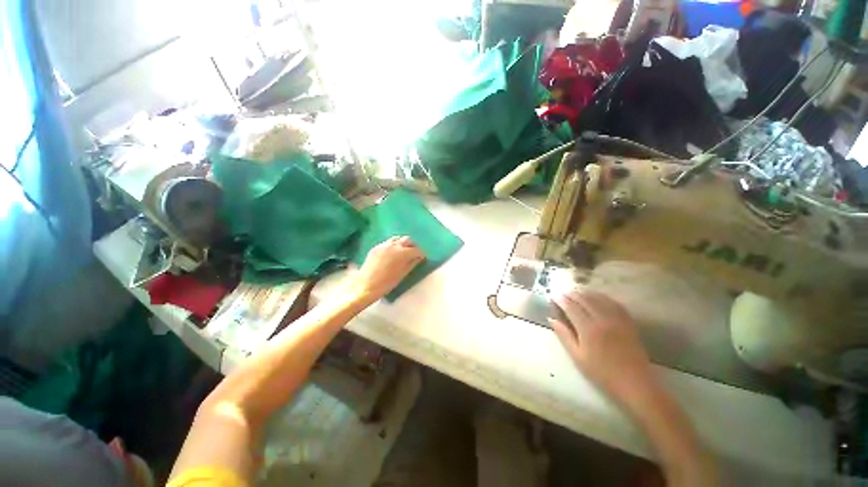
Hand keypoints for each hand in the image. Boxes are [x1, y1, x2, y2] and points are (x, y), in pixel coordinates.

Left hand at [352, 236, 425, 302]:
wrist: (366, 285)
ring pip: (397, 238)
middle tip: (414, 253)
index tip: (422, 257)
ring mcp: (384, 245)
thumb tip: (419, 258)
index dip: (421, 253)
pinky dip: (393, 245)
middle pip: (407, 240)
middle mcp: (394, 245)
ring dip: (402, 243)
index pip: (416, 250)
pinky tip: (392, 253)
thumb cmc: (387, 283)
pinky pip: (388, 242)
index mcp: (402, 253)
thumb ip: (412, 263)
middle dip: (413, 245)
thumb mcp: (402, 274)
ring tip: (403, 251)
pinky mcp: (376, 247)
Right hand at [549, 287, 652, 399]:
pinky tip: (597, 297)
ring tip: (576, 291)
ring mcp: (617, 319)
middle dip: (572, 294)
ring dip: (586, 293)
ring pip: (599, 299)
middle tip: (563, 292)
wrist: (634, 383)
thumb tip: (551, 319)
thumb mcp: (578, 357)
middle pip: (585, 299)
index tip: (553, 296)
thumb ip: (564, 335)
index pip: (571, 307)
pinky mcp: (628, 322)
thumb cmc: (602, 373)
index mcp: (588, 329)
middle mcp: (603, 319)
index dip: (561, 300)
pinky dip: (603, 297)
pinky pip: (614, 303)